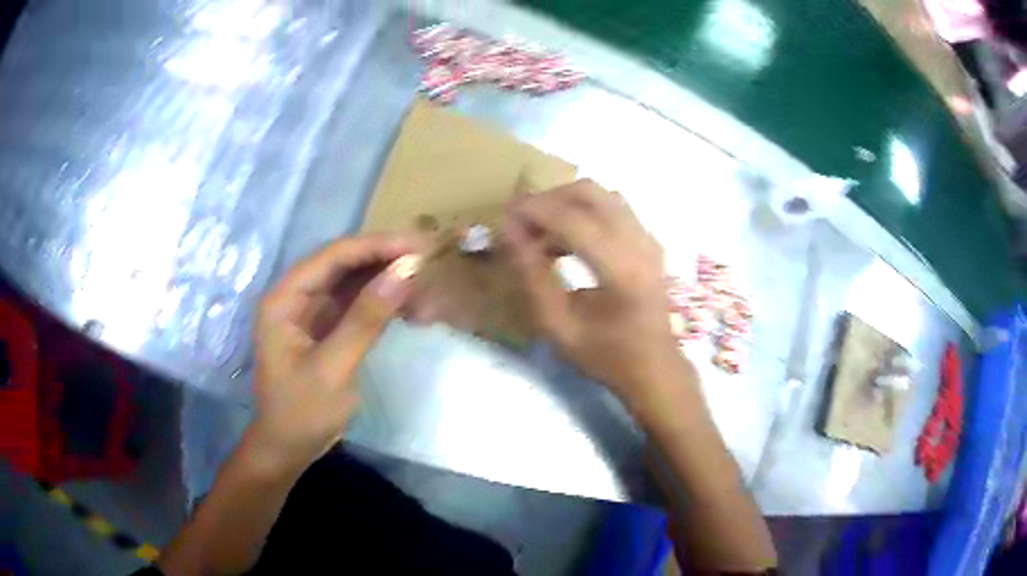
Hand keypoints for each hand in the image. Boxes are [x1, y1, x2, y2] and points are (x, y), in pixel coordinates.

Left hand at [250, 234, 421, 470]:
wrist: (289, 448)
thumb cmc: (302, 412)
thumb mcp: (334, 368)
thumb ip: (366, 318)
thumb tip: (405, 271)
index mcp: (285, 298)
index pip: (333, 256)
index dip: (376, 246)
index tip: (418, 246)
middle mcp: (297, 296)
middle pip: (345, 264)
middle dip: (386, 261)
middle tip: (430, 262)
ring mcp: (313, 312)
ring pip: (355, 282)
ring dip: (389, 283)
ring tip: (427, 290)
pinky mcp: (328, 328)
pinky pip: (359, 305)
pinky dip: (384, 305)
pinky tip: (412, 311)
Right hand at [504, 180, 686, 405]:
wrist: (654, 368)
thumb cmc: (607, 356)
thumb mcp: (559, 328)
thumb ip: (533, 278)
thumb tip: (510, 233)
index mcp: (621, 271)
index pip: (572, 219)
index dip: (533, 212)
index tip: (503, 219)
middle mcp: (640, 244)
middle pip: (589, 192)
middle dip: (548, 200)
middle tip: (521, 223)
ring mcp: (648, 239)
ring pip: (601, 195)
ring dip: (565, 204)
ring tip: (539, 234)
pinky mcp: (648, 241)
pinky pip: (611, 208)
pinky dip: (582, 213)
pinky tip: (564, 241)